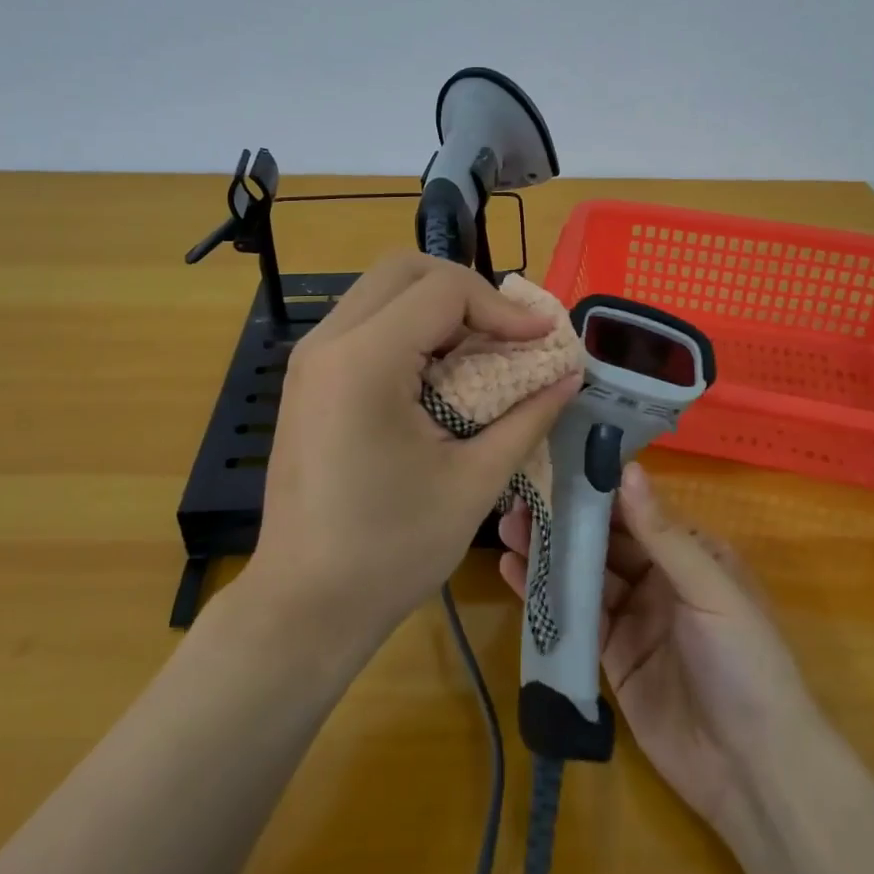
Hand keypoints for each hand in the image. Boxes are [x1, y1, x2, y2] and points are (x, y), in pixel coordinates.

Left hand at [247, 252, 581, 648]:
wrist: (304, 604)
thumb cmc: (391, 550)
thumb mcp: (474, 482)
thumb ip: (527, 417)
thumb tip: (569, 376)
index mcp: (365, 362)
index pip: (443, 290)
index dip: (503, 306)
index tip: (543, 338)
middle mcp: (328, 343)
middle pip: (405, 269)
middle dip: (468, 289)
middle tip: (509, 332)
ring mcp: (311, 358)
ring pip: (382, 289)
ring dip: (439, 305)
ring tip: (483, 347)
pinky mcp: (310, 377)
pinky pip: (367, 321)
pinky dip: (412, 326)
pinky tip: (442, 369)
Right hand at [498, 462, 818, 830]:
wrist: (752, 770)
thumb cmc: (744, 662)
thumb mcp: (709, 588)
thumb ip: (662, 533)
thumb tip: (627, 468)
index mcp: (689, 553)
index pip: (635, 510)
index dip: (597, 489)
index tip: (553, 463)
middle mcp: (658, 578)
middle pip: (603, 541)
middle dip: (563, 519)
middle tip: (518, 498)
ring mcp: (633, 618)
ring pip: (583, 575)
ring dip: (547, 552)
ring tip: (506, 528)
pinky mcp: (611, 657)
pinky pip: (574, 618)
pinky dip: (544, 595)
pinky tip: (511, 571)